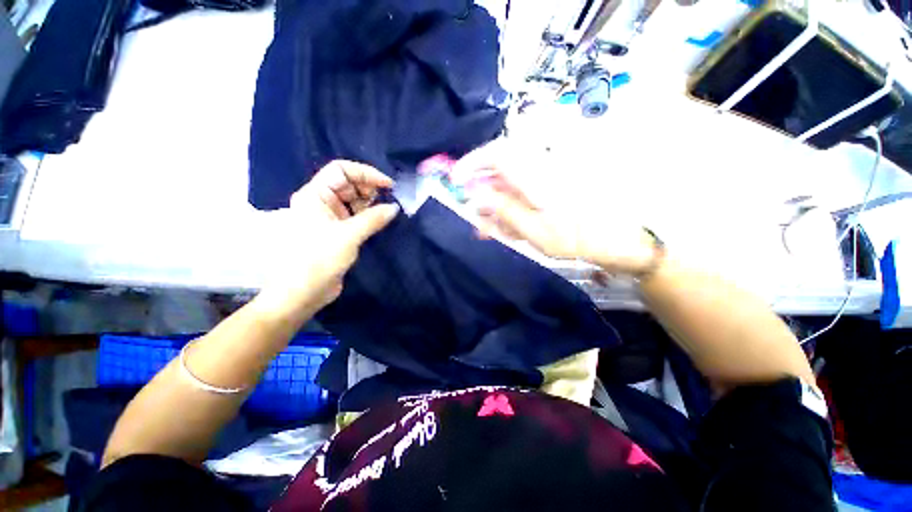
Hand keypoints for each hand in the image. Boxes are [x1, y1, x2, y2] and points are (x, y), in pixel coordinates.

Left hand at [256, 161, 398, 318]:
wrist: (303, 292)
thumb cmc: (319, 259)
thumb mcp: (348, 236)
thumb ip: (373, 218)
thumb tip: (394, 207)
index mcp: (315, 195)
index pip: (341, 170)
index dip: (365, 173)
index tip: (388, 185)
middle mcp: (321, 202)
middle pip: (349, 184)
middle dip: (370, 188)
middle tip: (389, 200)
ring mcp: (330, 217)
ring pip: (354, 200)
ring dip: (372, 203)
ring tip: (388, 211)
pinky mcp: (338, 231)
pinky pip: (356, 216)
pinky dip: (370, 216)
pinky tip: (381, 220)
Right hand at [452, 143, 654, 274]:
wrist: (619, 241)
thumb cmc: (578, 238)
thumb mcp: (534, 230)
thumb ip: (503, 209)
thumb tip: (476, 193)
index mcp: (537, 175)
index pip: (497, 153)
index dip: (473, 162)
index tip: (455, 179)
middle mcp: (540, 170)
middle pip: (500, 169)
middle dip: (480, 189)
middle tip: (471, 212)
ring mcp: (545, 180)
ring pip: (509, 185)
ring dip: (494, 204)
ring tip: (486, 227)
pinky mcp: (549, 190)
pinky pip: (521, 194)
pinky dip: (509, 209)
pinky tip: (504, 226)